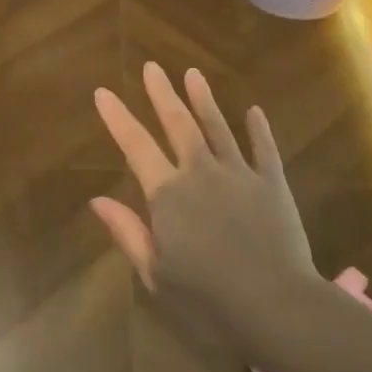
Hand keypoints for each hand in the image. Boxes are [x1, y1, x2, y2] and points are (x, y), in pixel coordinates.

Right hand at [91, 64, 320, 352]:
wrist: (274, 304)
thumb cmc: (206, 296)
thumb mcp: (155, 271)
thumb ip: (128, 232)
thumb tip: (97, 201)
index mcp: (167, 194)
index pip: (135, 146)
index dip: (117, 118)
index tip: (103, 92)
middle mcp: (200, 172)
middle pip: (178, 124)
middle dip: (162, 94)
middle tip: (152, 67)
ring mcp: (239, 174)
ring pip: (218, 127)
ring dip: (203, 99)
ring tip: (193, 74)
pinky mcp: (272, 183)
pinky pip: (264, 148)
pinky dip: (258, 129)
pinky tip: (254, 111)